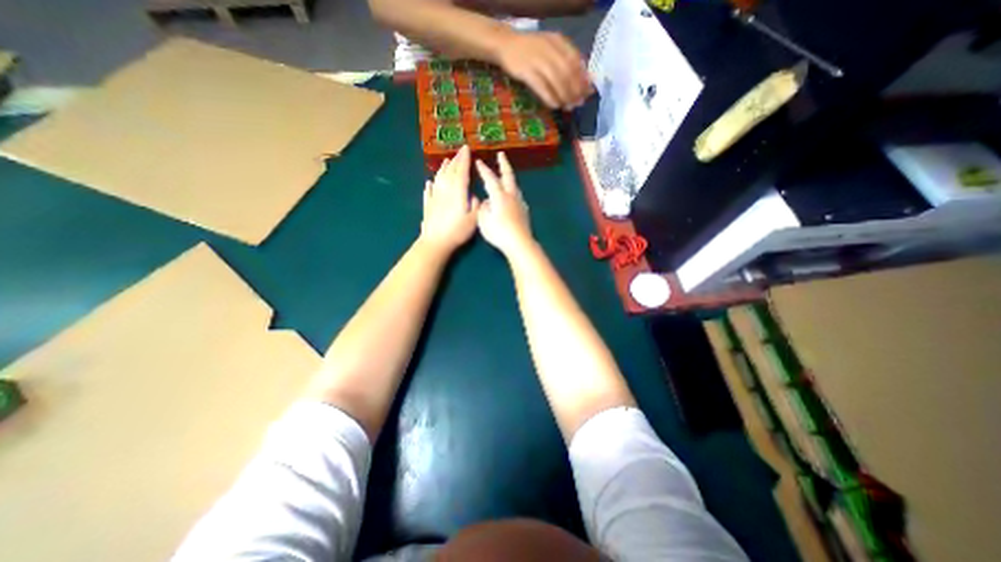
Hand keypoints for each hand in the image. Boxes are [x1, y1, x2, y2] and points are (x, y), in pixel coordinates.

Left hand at [419, 145, 480, 252]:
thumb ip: (475, 204)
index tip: (467, 148)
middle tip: (459, 152)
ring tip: (446, 161)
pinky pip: (428, 191)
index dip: (464, 159)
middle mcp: (445, 190)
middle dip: (456, 160)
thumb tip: (472, 196)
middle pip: (450, 172)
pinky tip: (429, 182)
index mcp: (458, 192)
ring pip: (438, 178)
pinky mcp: (428, 205)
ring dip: (443, 169)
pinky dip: (430, 185)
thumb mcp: (473, 219)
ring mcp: (435, 197)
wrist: (436, 242)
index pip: (462, 171)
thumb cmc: (458, 231)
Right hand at [474, 150, 535, 255]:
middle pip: (508, 176)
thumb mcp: (484, 221)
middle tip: (501, 155)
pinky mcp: (524, 211)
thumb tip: (487, 202)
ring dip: (509, 178)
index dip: (484, 169)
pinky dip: (513, 191)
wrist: (520, 243)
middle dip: (504, 164)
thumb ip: (483, 208)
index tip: (478, 161)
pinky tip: (512, 196)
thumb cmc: (499, 232)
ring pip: (515, 185)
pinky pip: (518, 196)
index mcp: (499, 196)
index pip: (490, 178)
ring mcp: (520, 203)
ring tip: (505, 175)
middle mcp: (511, 195)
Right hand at [497, 31, 587, 109]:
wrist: (506, 44)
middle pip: (567, 72)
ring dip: (564, 95)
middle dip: (575, 90)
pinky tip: (555, 105)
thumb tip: (583, 80)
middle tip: (578, 103)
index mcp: (559, 42)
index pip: (576, 61)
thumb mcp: (551, 49)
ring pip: (556, 80)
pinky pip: (541, 86)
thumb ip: (566, 60)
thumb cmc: (531, 50)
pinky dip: (549, 97)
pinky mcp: (525, 71)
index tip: (587, 93)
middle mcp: (549, 49)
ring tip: (567, 107)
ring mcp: (537, 60)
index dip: (582, 79)